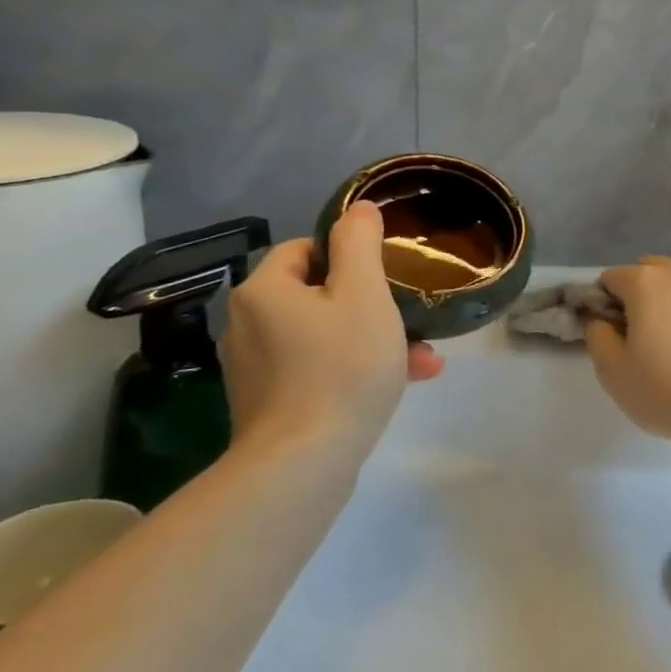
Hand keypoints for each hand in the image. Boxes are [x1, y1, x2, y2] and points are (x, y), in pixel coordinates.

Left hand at [220, 201, 443, 458]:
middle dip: (373, 302)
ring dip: (373, 337)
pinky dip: (354, 367)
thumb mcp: (364, 294)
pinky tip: (403, 380)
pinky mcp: (268, 403)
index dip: (350, 254)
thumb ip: (360, 244)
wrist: (304, 463)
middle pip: (319, 294)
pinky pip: (318, 368)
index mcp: (264, 290)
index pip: (306, 249)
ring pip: (324, 334)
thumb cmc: (340, 367)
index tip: (387, 274)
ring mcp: (255, 368)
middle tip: (411, 316)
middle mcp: (248, 324)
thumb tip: (358, 208)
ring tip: (422, 355)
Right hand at [585, 257, 670, 448]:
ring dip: (666, 303)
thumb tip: (601, 320)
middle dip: (635, 296)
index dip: (601, 304)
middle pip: (647, 272)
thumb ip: (597, 337)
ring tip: (667, 345)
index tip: (607, 336)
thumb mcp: (613, 371)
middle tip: (635, 338)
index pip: (610, 278)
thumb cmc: (666, 388)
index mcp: (646, 281)